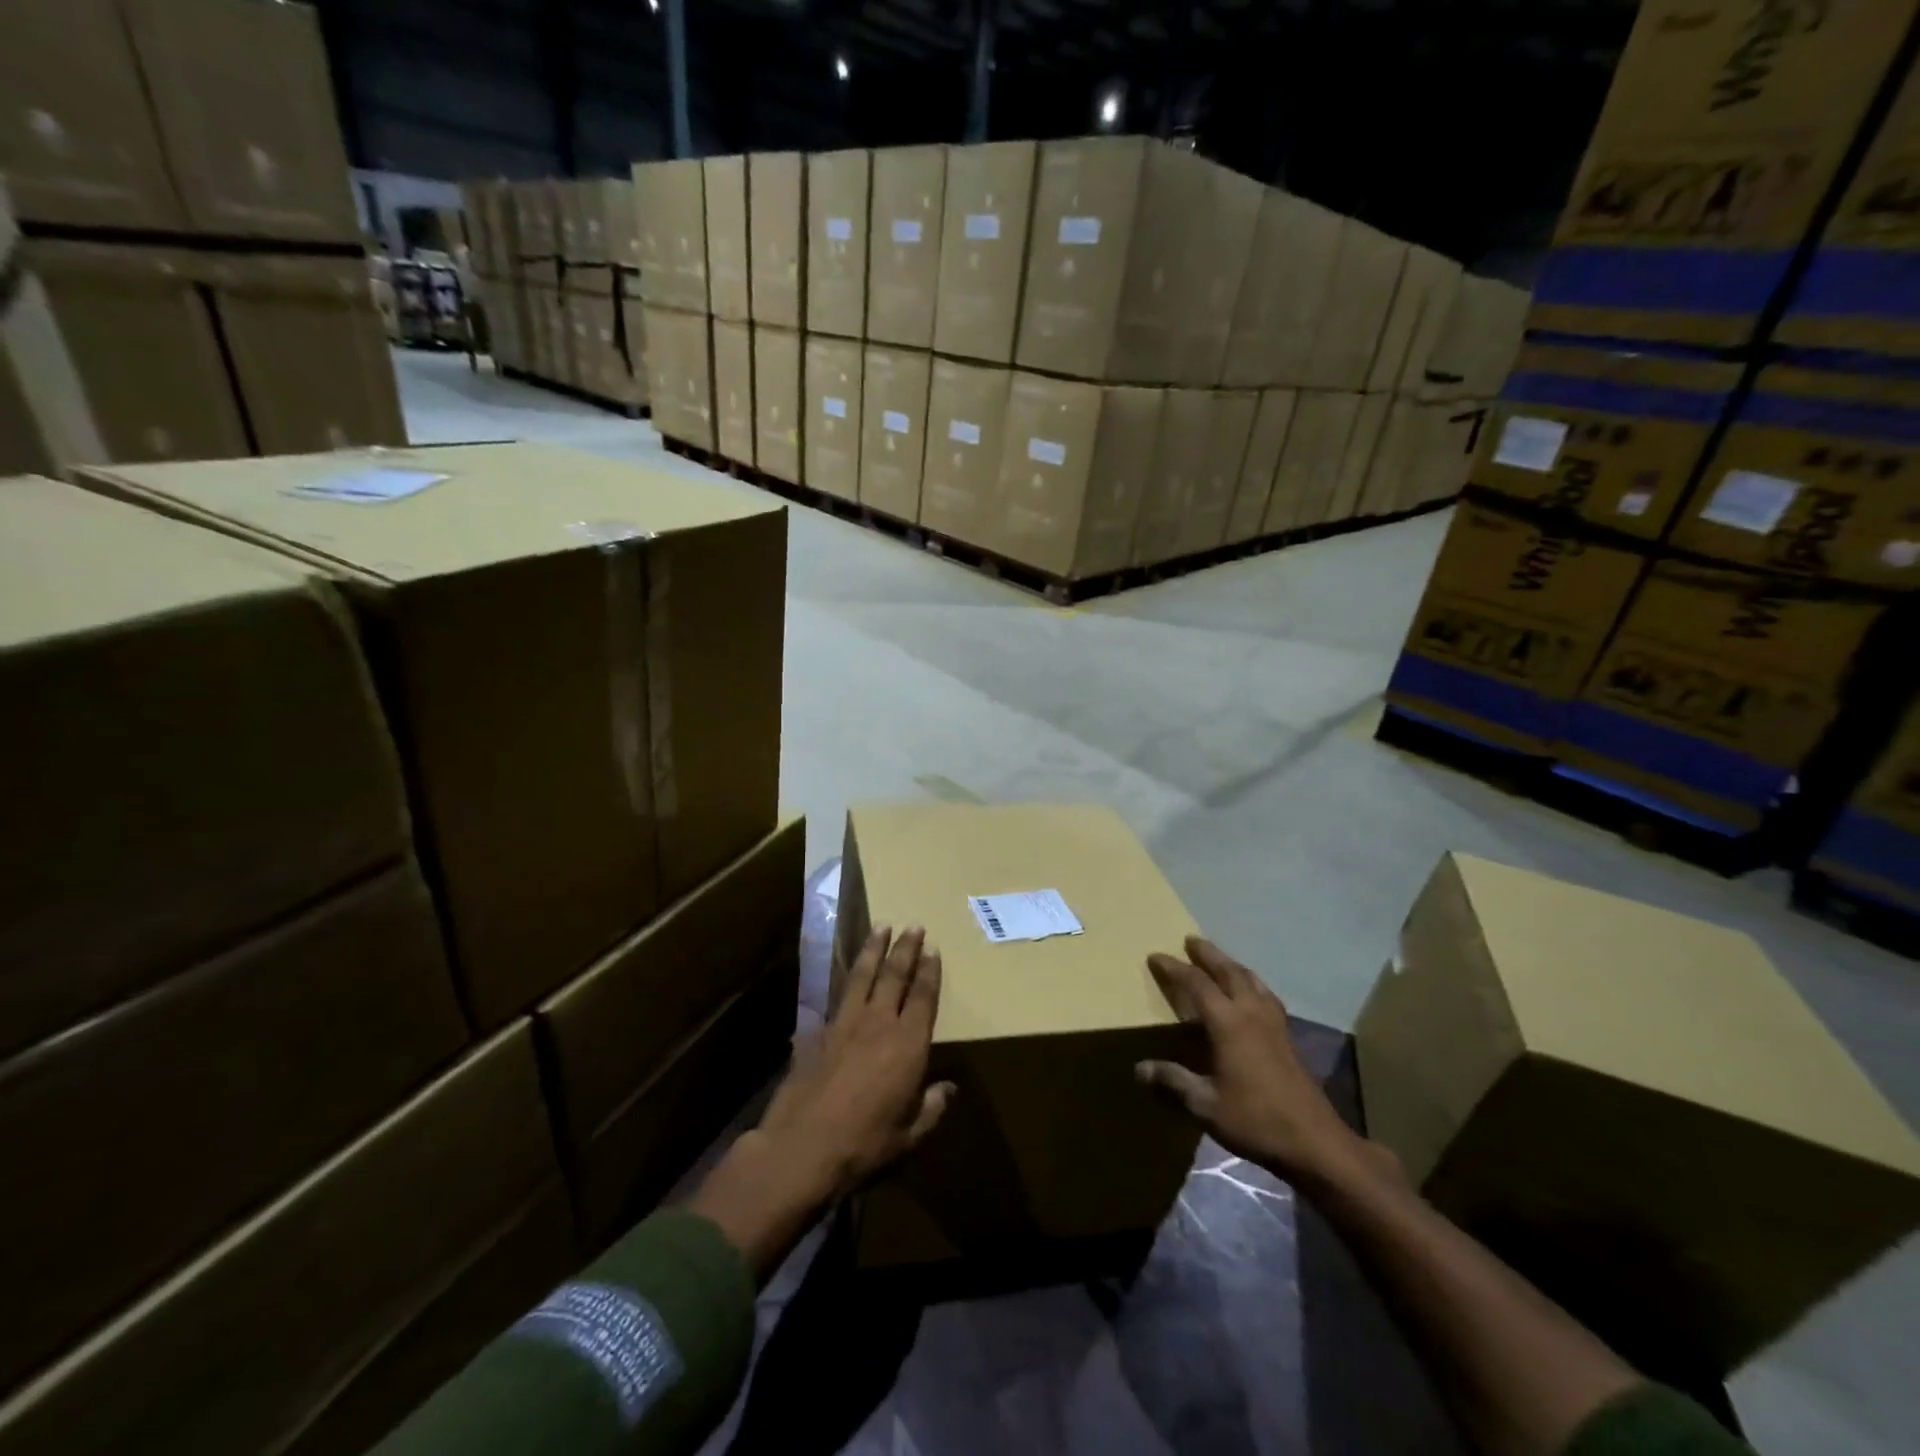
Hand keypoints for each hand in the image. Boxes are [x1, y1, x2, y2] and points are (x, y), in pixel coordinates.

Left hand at [689, 925, 954, 1279]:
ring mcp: (845, 1024)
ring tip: (882, 927)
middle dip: (905, 948)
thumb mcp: (909, 1137)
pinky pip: (838, 996)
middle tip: (913, 925)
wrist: (801, 1148)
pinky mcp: (818, 1032)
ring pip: (863, 975)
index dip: (930, 971)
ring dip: (874, 949)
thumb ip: (930, 1108)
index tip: (933, 948)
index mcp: (908, 1045)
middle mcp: (879, 1023)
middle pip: (895, 975)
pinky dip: (846, 980)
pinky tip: (846, 974)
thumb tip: (949, 1088)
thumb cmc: (864, 1146)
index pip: (923, 997)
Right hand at [1136, 936, 1382, 1190]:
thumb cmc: (1255, 1120)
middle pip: (1229, 971)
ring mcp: (1274, 1024)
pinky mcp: (1288, 1038)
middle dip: (1208, 954)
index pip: (1196, 984)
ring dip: (1232, 965)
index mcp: (1228, 1023)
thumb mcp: (1205, 1105)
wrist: (1314, 1141)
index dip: (1174, 968)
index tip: (1155, 956)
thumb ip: (1173, 1082)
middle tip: (1191, 940)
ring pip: (1251, 980)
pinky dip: (1251, 984)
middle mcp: (1251, 1013)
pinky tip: (1252, 995)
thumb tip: (1139, 1068)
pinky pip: (1266, 996)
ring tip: (1220, 960)